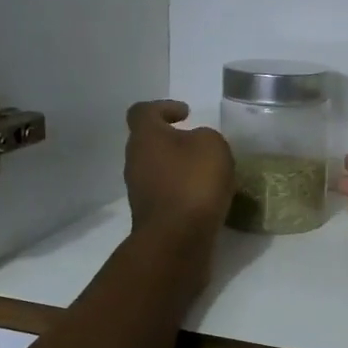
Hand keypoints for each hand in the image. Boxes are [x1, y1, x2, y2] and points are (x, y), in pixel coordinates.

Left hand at [124, 100, 234, 240]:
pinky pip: (167, 195)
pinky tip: (206, 199)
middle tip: (201, 145)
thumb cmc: (193, 182)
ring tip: (209, 174)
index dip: (163, 107)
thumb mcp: (213, 145)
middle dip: (174, 141)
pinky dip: (183, 192)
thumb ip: (205, 137)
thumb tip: (197, 145)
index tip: (186, 114)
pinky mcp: (151, 216)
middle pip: (150, 143)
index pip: (143, 111)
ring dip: (180, 169)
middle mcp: (135, 161)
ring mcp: (139, 191)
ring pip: (159, 170)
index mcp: (145, 137)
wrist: (177, 240)